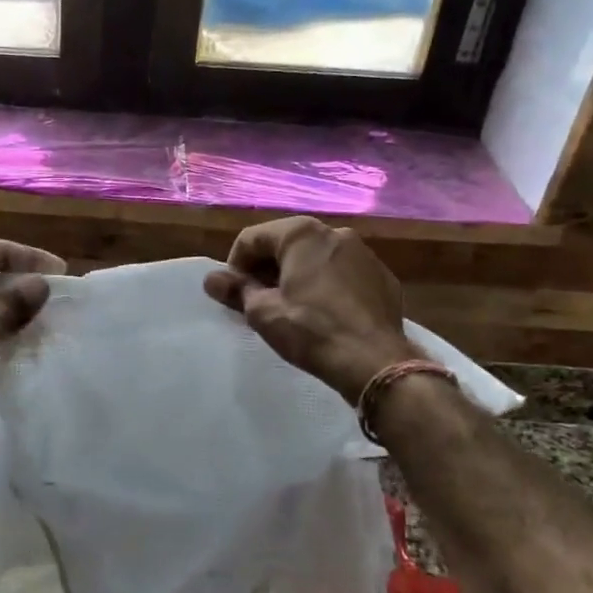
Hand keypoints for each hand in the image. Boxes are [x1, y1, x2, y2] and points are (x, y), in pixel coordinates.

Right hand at [204, 217, 414, 402]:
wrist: (374, 360)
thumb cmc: (310, 330)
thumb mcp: (263, 312)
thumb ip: (235, 290)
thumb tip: (211, 279)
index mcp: (301, 234)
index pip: (252, 238)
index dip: (235, 266)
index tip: (234, 294)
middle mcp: (335, 232)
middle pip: (286, 244)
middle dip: (266, 269)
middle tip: (258, 301)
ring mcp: (364, 253)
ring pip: (316, 257)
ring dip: (296, 276)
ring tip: (290, 308)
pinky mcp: (382, 277)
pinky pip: (343, 273)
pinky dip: (326, 285)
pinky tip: (324, 314)